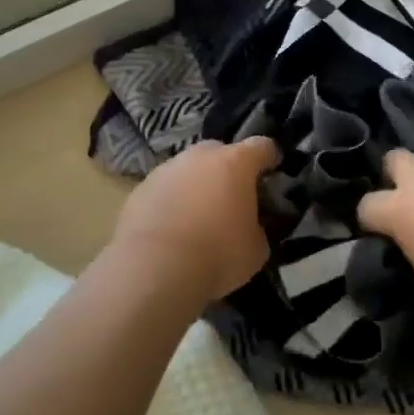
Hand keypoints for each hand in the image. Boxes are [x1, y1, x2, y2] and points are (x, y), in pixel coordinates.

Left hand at [112, 137, 280, 307]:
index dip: (270, 158)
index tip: (273, 172)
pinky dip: (172, 200)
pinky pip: (165, 188)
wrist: (154, 268)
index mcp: (236, 162)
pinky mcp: (140, 188)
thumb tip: (251, 226)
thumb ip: (258, 227)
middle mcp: (200, 156)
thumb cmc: (217, 254)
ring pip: (189, 168)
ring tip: (199, 215)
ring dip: (197, 184)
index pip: (262, 146)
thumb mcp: (256, 248)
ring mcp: (166, 169)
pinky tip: (172, 227)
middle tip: (233, 196)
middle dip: (229, 169)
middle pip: (221, 151)